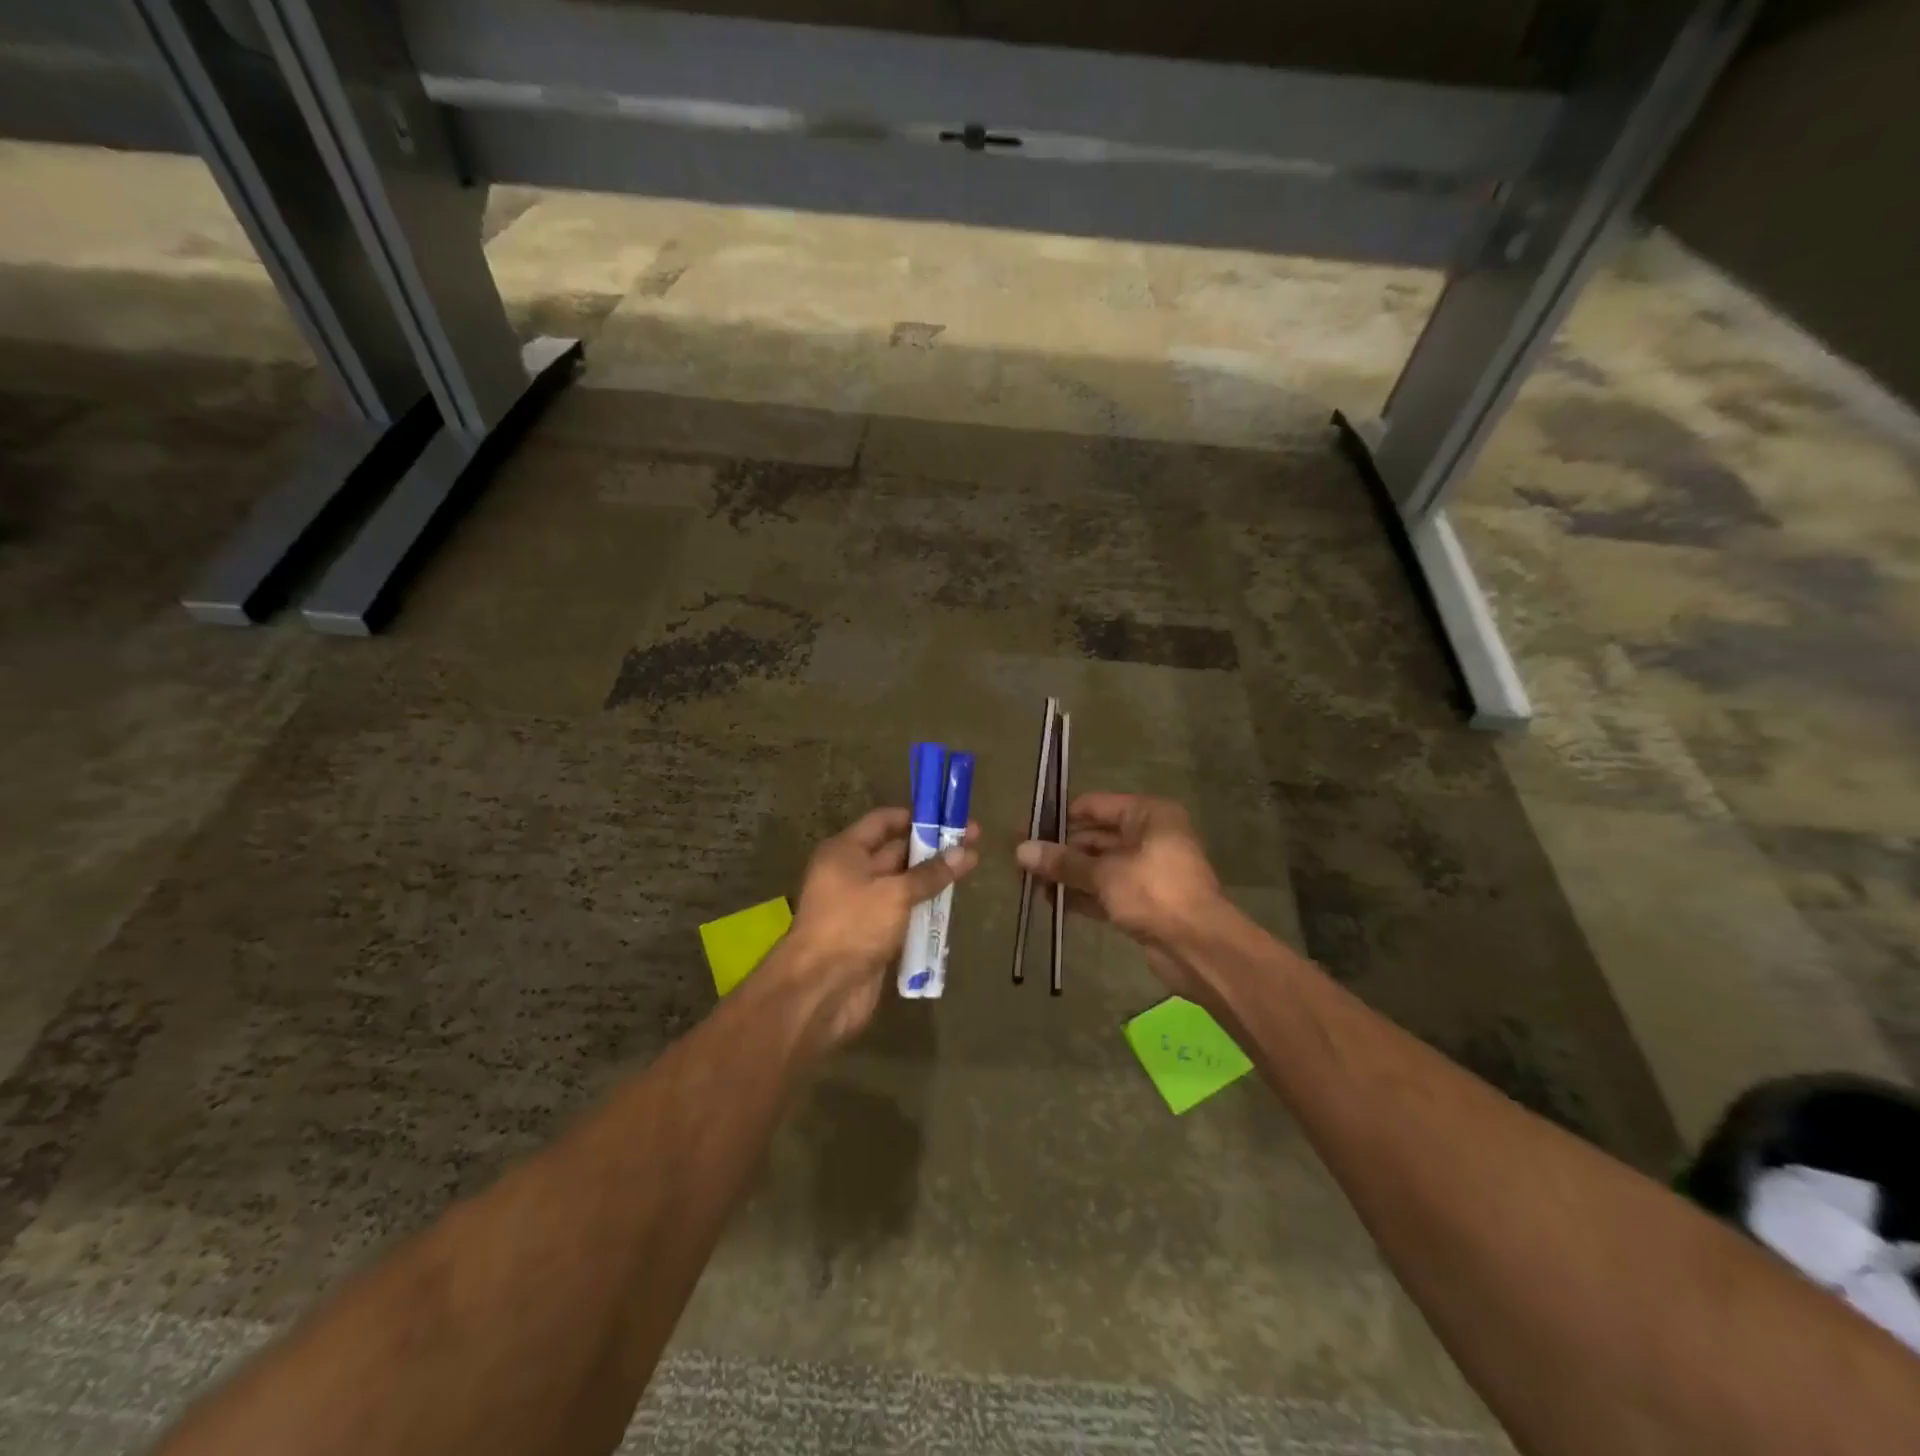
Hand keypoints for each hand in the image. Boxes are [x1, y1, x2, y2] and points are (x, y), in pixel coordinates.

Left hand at [776, 807, 979, 1049]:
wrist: (820, 990)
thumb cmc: (852, 926)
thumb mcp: (894, 894)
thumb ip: (930, 874)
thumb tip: (966, 852)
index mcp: (845, 852)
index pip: (883, 821)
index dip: (916, 818)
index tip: (950, 817)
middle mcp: (851, 873)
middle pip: (895, 852)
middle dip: (932, 848)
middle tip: (974, 842)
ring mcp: (861, 906)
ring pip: (902, 884)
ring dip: (931, 879)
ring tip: (971, 870)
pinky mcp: (872, 935)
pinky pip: (902, 913)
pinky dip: (924, 908)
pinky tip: (952, 905)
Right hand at [1015, 793, 1224, 998]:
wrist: (1199, 948)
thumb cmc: (1154, 893)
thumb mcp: (1104, 874)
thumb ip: (1063, 862)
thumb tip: (1021, 850)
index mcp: (1148, 815)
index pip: (1095, 806)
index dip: (1061, 818)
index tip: (1028, 830)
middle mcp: (1149, 837)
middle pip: (1095, 837)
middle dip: (1060, 850)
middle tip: (1023, 861)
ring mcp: (1147, 871)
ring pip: (1099, 866)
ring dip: (1068, 874)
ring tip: (1030, 883)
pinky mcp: (1144, 902)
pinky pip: (1106, 891)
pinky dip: (1082, 895)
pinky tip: (1052, 903)